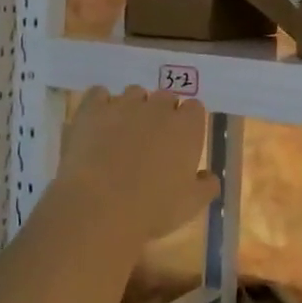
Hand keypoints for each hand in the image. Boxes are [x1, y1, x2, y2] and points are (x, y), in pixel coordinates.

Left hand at [56, 86, 219, 243]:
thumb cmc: (153, 209)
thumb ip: (207, 186)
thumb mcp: (191, 205)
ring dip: (133, 107)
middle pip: (165, 97)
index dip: (188, 122)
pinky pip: (99, 94)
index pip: (194, 108)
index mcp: (187, 127)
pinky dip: (100, 104)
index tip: (181, 140)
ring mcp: (124, 105)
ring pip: (133, 93)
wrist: (99, 207)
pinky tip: (98, 123)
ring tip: (123, 132)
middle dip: (161, 113)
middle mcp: (158, 108)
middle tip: (152, 139)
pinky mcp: (92, 109)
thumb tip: (209, 176)